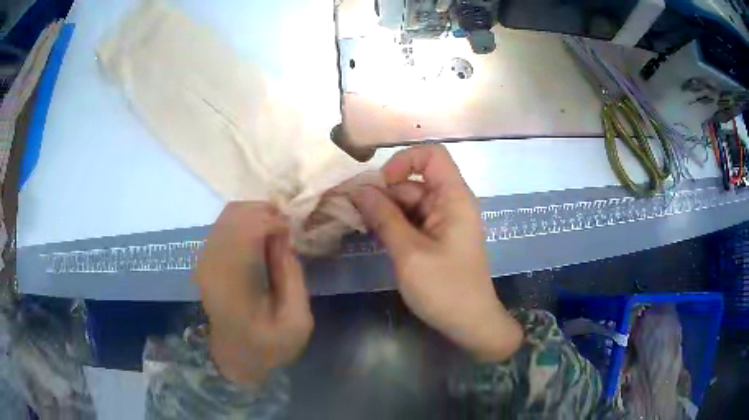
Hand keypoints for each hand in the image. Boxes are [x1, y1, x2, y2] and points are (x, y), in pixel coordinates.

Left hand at [194, 202, 313, 384]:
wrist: (236, 357)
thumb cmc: (269, 346)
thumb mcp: (297, 322)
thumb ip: (293, 277)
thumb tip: (285, 236)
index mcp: (234, 286)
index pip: (246, 231)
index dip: (273, 221)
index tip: (293, 233)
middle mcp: (213, 265)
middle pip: (235, 214)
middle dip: (266, 212)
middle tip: (288, 229)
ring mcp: (205, 260)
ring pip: (229, 214)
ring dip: (256, 214)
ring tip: (276, 231)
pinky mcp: (206, 258)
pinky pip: (224, 223)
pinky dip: (246, 220)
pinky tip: (261, 236)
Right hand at [351, 145, 521, 361]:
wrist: (470, 324)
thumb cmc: (445, 289)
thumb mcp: (410, 253)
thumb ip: (384, 217)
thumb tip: (358, 189)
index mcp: (454, 198)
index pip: (431, 155)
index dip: (403, 161)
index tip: (380, 185)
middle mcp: (450, 203)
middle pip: (413, 181)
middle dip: (384, 192)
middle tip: (352, 211)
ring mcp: (443, 221)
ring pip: (409, 202)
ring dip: (384, 210)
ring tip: (359, 224)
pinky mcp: (436, 237)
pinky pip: (411, 220)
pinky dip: (393, 224)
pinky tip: (375, 235)